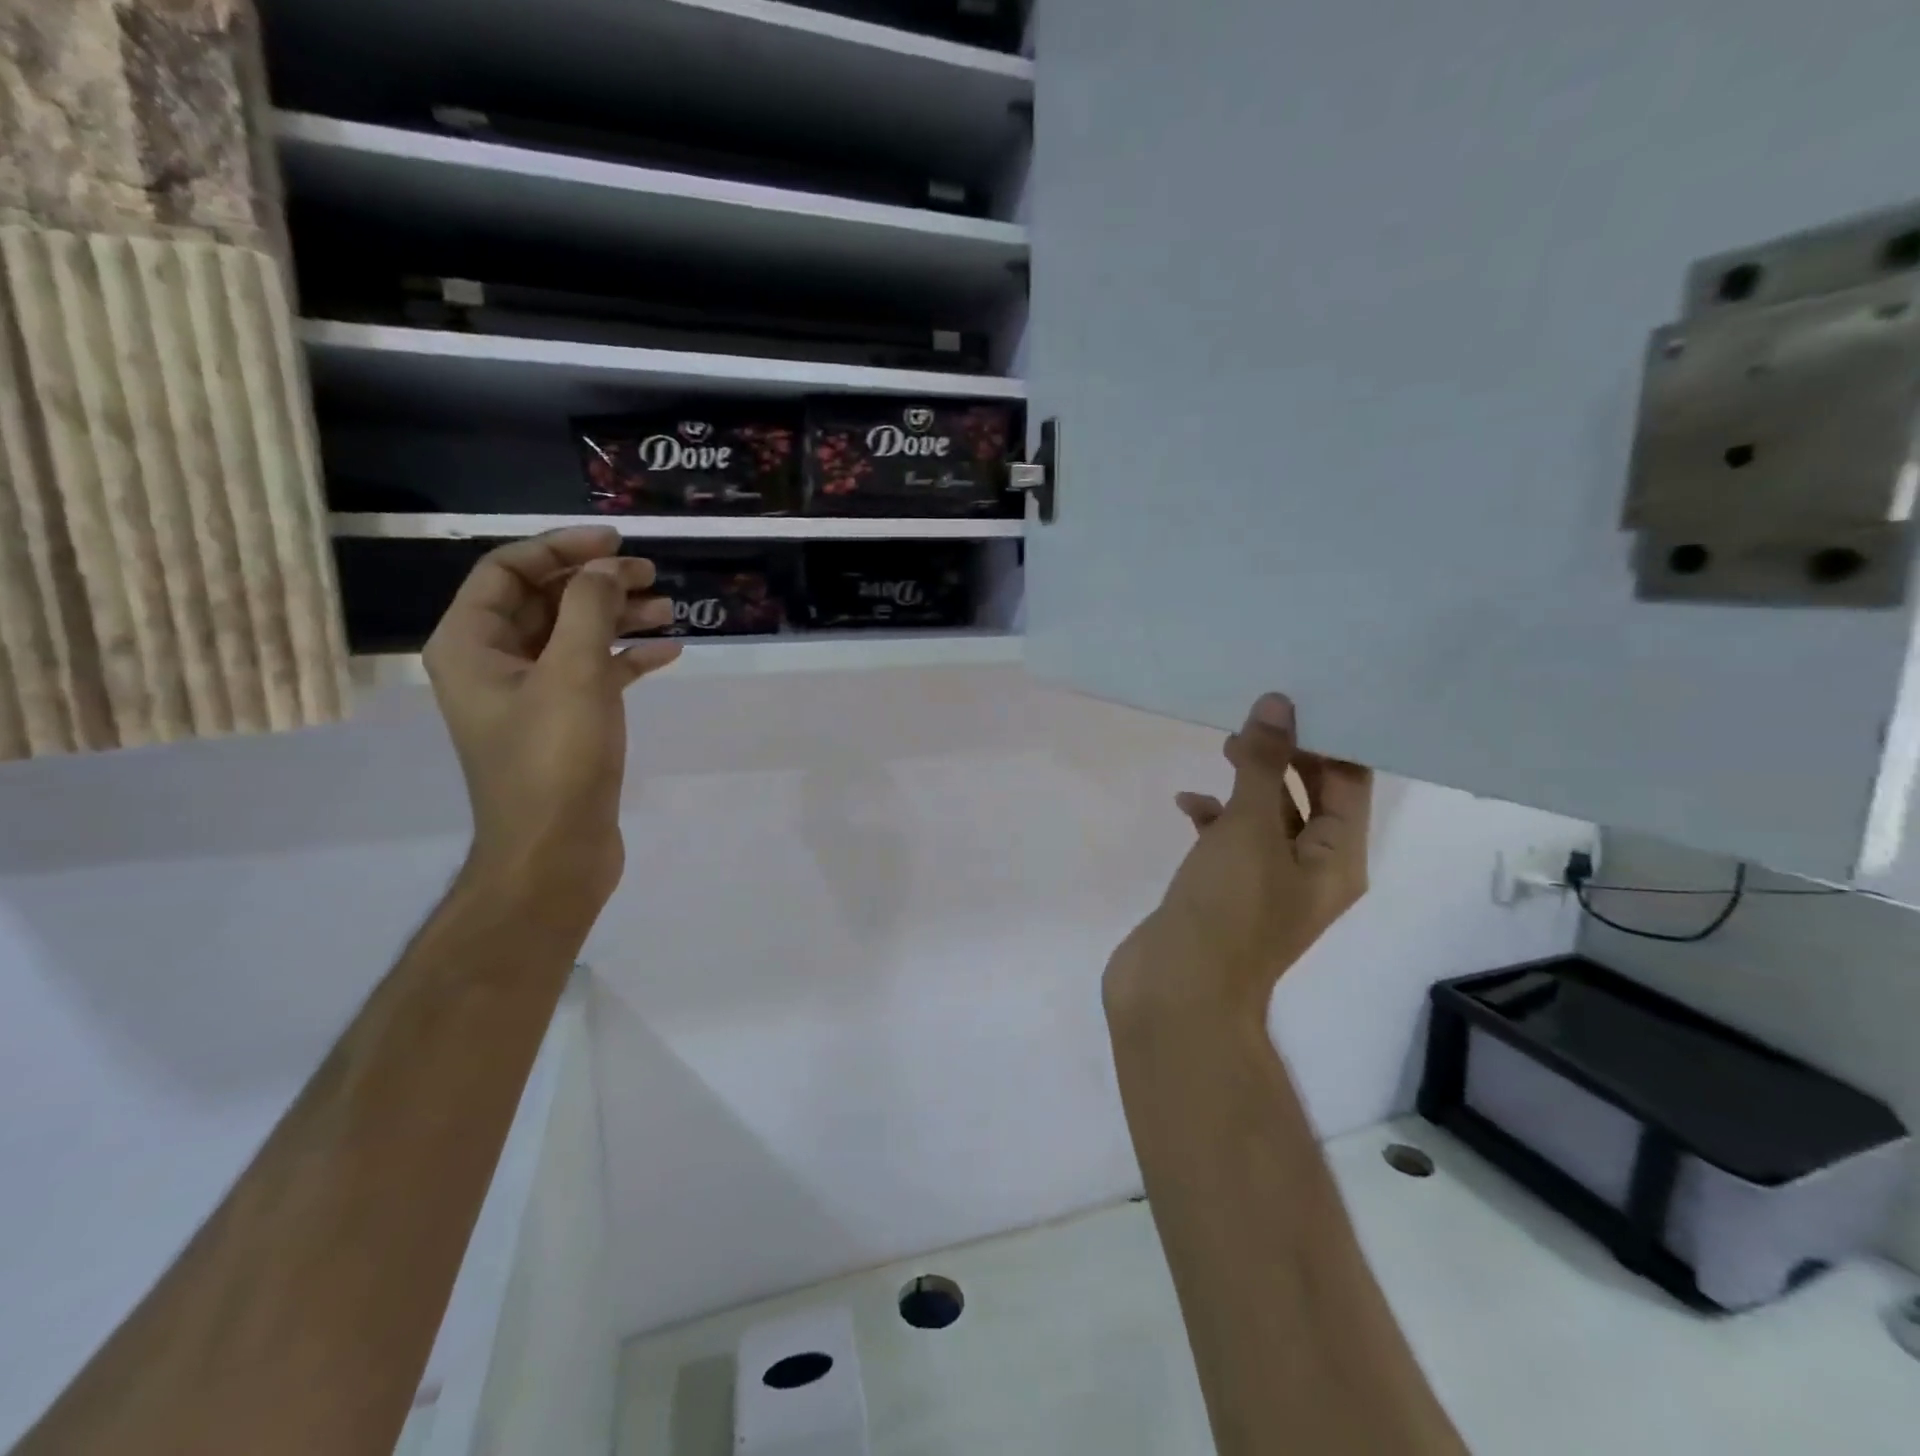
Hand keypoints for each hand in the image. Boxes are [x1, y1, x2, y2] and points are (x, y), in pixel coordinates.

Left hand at [423, 527, 680, 916]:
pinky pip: (593, 673)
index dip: (561, 548)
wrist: (556, 851)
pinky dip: (626, 658)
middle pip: (545, 601)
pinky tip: (668, 653)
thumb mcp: (574, 673)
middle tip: (651, 575)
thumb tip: (606, 567)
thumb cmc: (555, 758)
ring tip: (669, 610)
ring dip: (618, 618)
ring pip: (574, 637)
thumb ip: (590, 609)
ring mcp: (529, 695)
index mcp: (471, 644)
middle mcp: (493, 663)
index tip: (616, 541)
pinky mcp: (563, 722)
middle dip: (597, 582)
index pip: (508, 571)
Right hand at [1108, 694, 1372, 1015]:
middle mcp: (1310, 871)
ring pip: (1265, 818)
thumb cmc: (1227, 910)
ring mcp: (1264, 884)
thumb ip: (1262, 767)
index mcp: (1336, 860)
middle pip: (1309, 798)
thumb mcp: (1249, 830)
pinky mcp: (1224, 892)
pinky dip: (1212, 818)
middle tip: (1255, 717)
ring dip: (1247, 784)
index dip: (1330, 741)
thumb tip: (1278, 705)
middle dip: (1285, 756)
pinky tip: (1186, 804)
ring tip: (1222, 746)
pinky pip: (1228, 841)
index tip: (1300, 698)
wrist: (1177, 991)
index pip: (1349, 784)